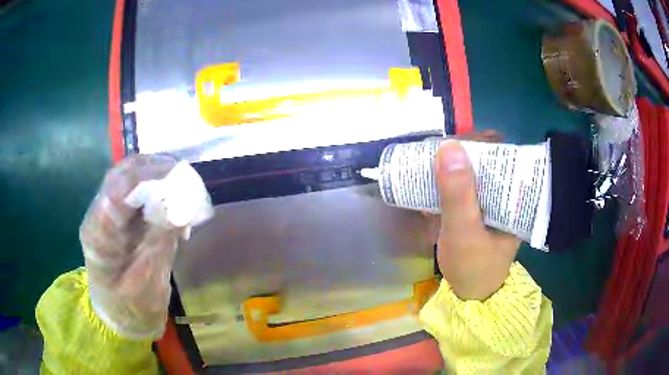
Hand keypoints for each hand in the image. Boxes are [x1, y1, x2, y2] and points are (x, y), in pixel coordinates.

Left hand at [80, 154, 183, 338]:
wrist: (118, 316)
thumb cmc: (130, 308)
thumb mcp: (148, 282)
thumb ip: (160, 243)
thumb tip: (183, 208)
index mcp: (98, 233)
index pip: (119, 188)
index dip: (150, 175)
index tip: (181, 177)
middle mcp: (98, 214)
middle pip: (122, 173)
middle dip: (155, 168)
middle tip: (186, 178)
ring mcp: (106, 212)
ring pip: (129, 176)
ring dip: (157, 175)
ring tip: (183, 186)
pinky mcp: (118, 216)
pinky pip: (136, 191)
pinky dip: (156, 188)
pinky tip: (172, 201)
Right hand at [434, 139, 520, 300]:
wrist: (468, 296)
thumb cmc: (472, 267)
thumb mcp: (464, 230)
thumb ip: (458, 193)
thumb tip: (449, 146)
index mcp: (515, 196)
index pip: (503, 154)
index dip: (479, 141)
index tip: (453, 141)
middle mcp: (506, 195)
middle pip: (486, 161)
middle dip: (459, 154)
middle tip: (434, 152)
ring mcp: (491, 203)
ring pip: (472, 174)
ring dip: (450, 168)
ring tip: (428, 165)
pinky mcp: (477, 212)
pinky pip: (463, 189)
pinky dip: (446, 185)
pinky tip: (430, 189)